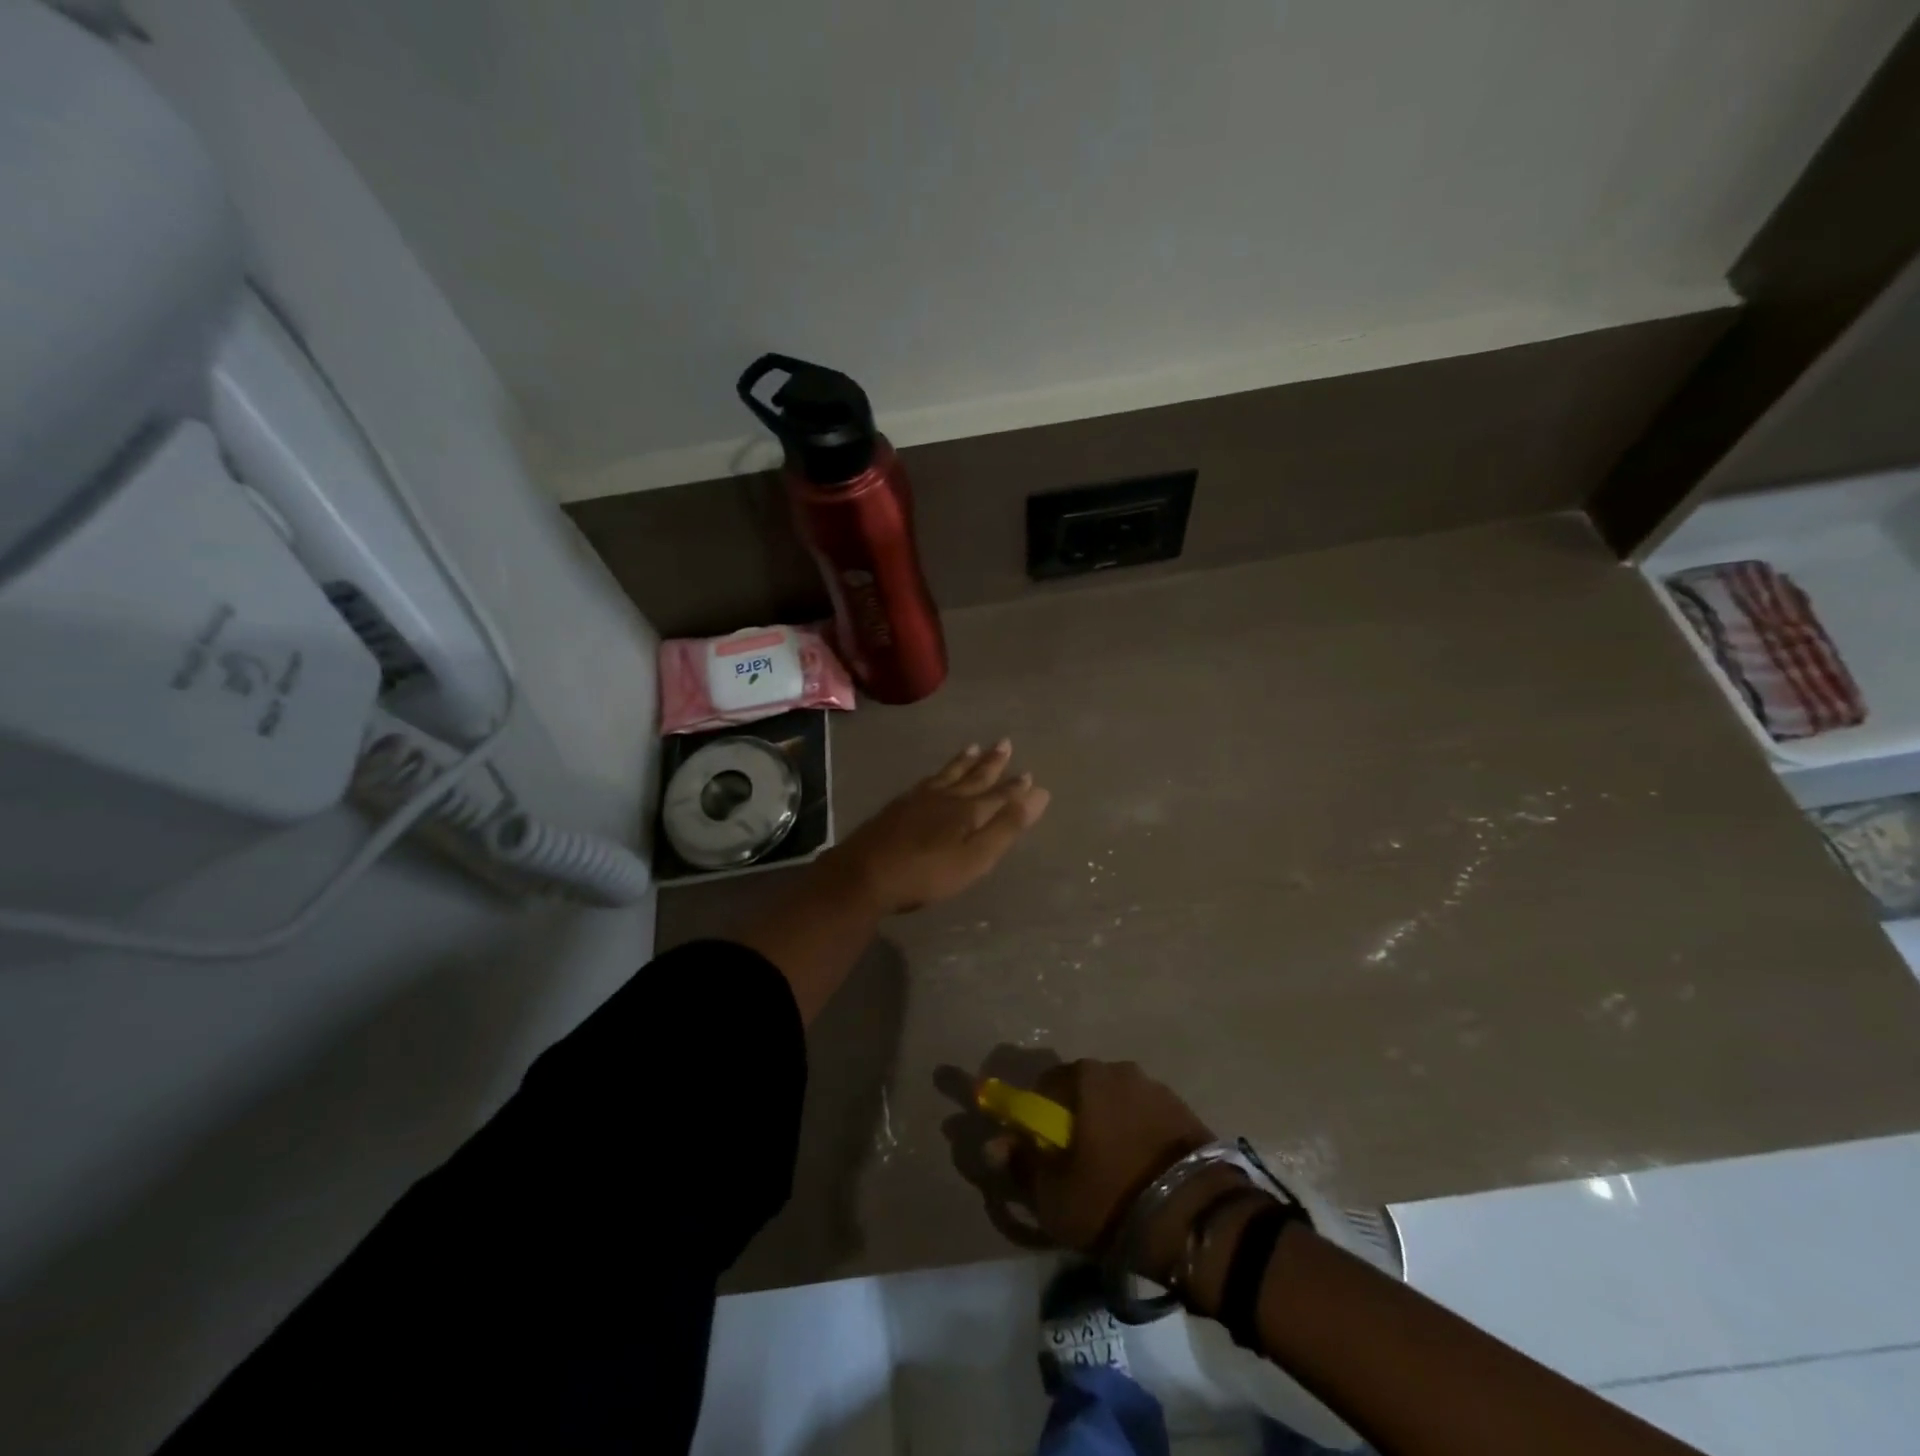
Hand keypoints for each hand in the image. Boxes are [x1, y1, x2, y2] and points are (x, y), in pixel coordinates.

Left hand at [829, 740, 1049, 914]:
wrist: (864, 874)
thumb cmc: (926, 873)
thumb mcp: (975, 857)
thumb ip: (1006, 827)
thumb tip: (1040, 793)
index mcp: (968, 810)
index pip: (999, 794)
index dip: (1015, 787)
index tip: (1030, 774)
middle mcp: (945, 797)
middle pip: (973, 776)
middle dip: (991, 762)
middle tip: (1004, 743)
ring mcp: (918, 799)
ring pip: (947, 774)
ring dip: (964, 761)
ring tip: (972, 747)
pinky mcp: (898, 807)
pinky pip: (927, 780)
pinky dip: (939, 773)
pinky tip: (934, 776)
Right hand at [991, 1059, 1227, 1276]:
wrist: (1200, 1220)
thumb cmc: (1113, 1199)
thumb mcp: (1053, 1195)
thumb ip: (1019, 1164)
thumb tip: (993, 1145)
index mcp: (1085, 1077)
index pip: (1044, 1086)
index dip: (1034, 1120)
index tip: (1038, 1153)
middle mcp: (1121, 1070)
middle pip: (1083, 1093)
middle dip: (1074, 1123)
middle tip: (1074, 1169)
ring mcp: (1158, 1089)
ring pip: (1118, 1106)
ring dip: (1109, 1130)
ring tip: (1113, 1177)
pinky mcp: (1188, 1113)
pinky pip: (1148, 1121)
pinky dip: (1139, 1140)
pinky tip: (1142, 1176)